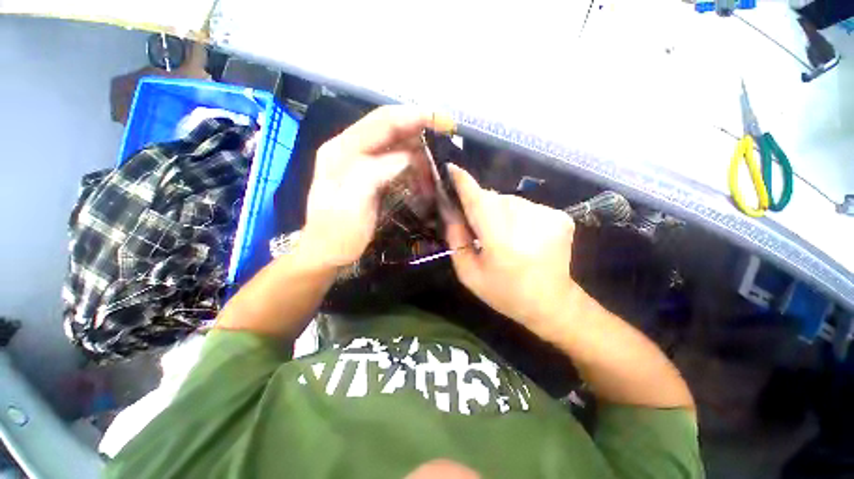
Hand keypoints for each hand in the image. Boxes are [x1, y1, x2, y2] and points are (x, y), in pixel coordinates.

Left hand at [301, 106, 450, 268]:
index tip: (443, 121)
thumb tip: (407, 158)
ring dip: (418, 149)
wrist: (327, 251)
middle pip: (390, 127)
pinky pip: (395, 160)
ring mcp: (359, 161)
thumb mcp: (353, 204)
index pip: (382, 122)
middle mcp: (349, 148)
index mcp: (342, 150)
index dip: (414, 116)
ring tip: (437, 162)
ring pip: (395, 143)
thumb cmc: (338, 233)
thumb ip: (376, 173)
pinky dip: (413, 163)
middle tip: (447, 136)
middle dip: (420, 128)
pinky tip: (425, 172)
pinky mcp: (369, 174)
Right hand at [445, 164, 577, 331]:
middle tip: (478, 227)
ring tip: (502, 235)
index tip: (451, 168)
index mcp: (500, 240)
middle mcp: (525, 221)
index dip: (463, 182)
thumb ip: (456, 240)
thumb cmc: (505, 292)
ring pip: (509, 200)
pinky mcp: (559, 216)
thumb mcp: (469, 273)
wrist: (553, 302)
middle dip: (480, 206)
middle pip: (492, 198)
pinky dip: (517, 216)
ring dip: (498, 211)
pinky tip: (521, 235)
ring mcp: (547, 216)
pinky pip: (526, 206)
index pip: (478, 200)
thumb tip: (451, 211)